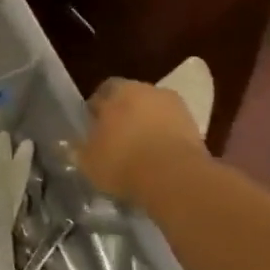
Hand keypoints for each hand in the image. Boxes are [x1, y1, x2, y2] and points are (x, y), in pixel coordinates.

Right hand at [77, 79, 207, 202]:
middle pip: (131, 100)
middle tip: (114, 140)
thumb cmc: (122, 161)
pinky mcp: (198, 129)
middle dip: (123, 116)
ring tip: (137, 153)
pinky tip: (156, 161)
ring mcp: (177, 108)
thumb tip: (72, 144)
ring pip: (154, 114)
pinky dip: (164, 141)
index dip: (96, 110)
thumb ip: (79, 147)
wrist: (175, 179)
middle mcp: (149, 90)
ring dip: (146, 128)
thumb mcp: (86, 159)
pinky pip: (172, 131)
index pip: (102, 92)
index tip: (92, 129)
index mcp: (118, 90)